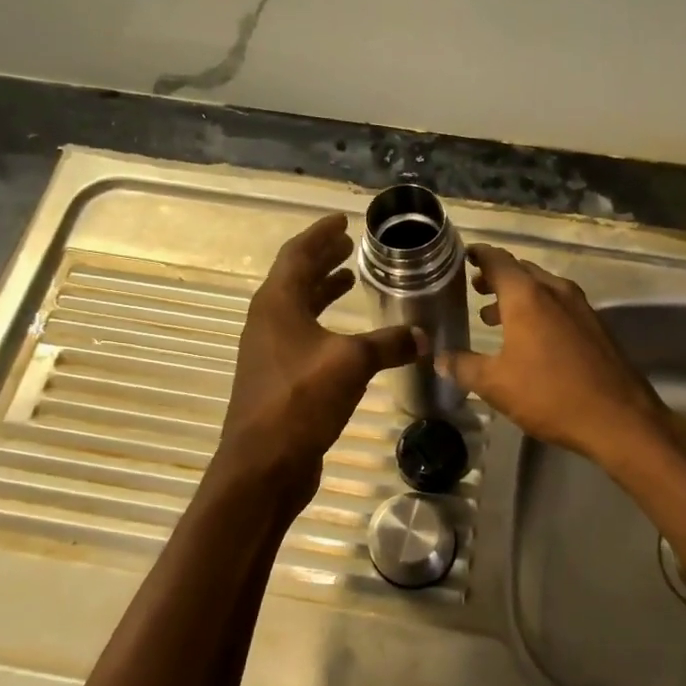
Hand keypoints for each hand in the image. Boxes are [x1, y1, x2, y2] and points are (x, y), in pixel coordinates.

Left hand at [220, 214, 417, 501]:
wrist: (263, 464)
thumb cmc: (301, 400)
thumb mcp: (351, 363)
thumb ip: (388, 344)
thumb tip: (422, 336)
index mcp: (277, 304)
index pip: (297, 255)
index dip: (320, 234)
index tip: (342, 221)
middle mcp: (268, 322)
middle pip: (295, 279)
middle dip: (322, 260)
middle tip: (348, 247)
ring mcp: (269, 352)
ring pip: (298, 309)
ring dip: (322, 292)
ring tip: (349, 281)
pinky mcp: (278, 379)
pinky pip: (303, 337)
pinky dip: (325, 325)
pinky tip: (348, 337)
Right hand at [434, 244, 671, 462]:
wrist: (617, 417)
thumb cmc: (549, 394)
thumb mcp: (496, 384)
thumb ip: (464, 367)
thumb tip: (441, 359)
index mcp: (527, 295)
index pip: (497, 260)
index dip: (478, 255)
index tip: (462, 257)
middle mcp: (555, 291)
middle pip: (521, 271)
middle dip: (496, 278)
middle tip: (473, 288)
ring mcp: (580, 307)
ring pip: (542, 289)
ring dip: (517, 297)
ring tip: (492, 317)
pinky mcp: (596, 326)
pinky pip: (559, 306)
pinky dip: (538, 311)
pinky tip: (529, 339)